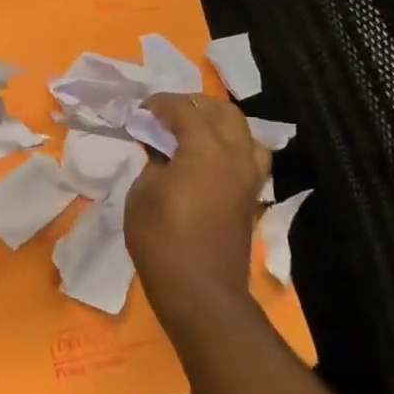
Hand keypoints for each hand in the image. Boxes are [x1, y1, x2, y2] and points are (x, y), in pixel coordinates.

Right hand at [125, 93, 271, 334]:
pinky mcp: (252, 197)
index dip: (161, 103)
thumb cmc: (160, 238)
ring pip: (245, 132)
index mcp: (206, 150)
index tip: (141, 108)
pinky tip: (210, 158)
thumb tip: (162, 151)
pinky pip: (250, 157)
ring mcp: (249, 178)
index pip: (185, 110)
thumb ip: (154, 162)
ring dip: (219, 123)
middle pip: (224, 113)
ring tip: (194, 130)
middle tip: (167, 112)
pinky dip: (231, 147)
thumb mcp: (142, 192)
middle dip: (194, 104)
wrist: (199, 289)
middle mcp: (235, 157)